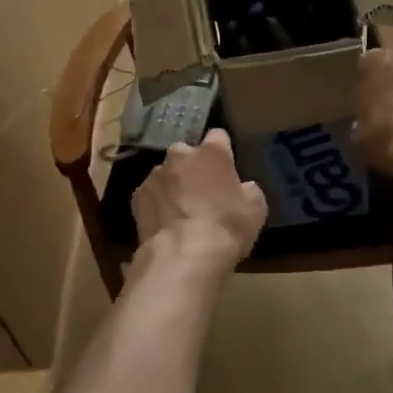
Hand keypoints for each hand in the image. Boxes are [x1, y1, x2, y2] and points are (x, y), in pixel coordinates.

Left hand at [130, 129, 267, 274]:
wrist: (183, 256)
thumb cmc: (226, 228)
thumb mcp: (256, 210)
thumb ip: (249, 190)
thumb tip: (244, 188)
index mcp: (212, 153)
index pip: (218, 136)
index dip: (223, 150)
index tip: (226, 167)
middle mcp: (180, 155)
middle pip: (187, 153)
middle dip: (192, 167)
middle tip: (202, 192)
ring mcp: (155, 174)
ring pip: (166, 173)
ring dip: (173, 186)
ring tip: (180, 212)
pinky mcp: (137, 196)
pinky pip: (150, 194)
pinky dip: (156, 204)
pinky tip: (164, 224)